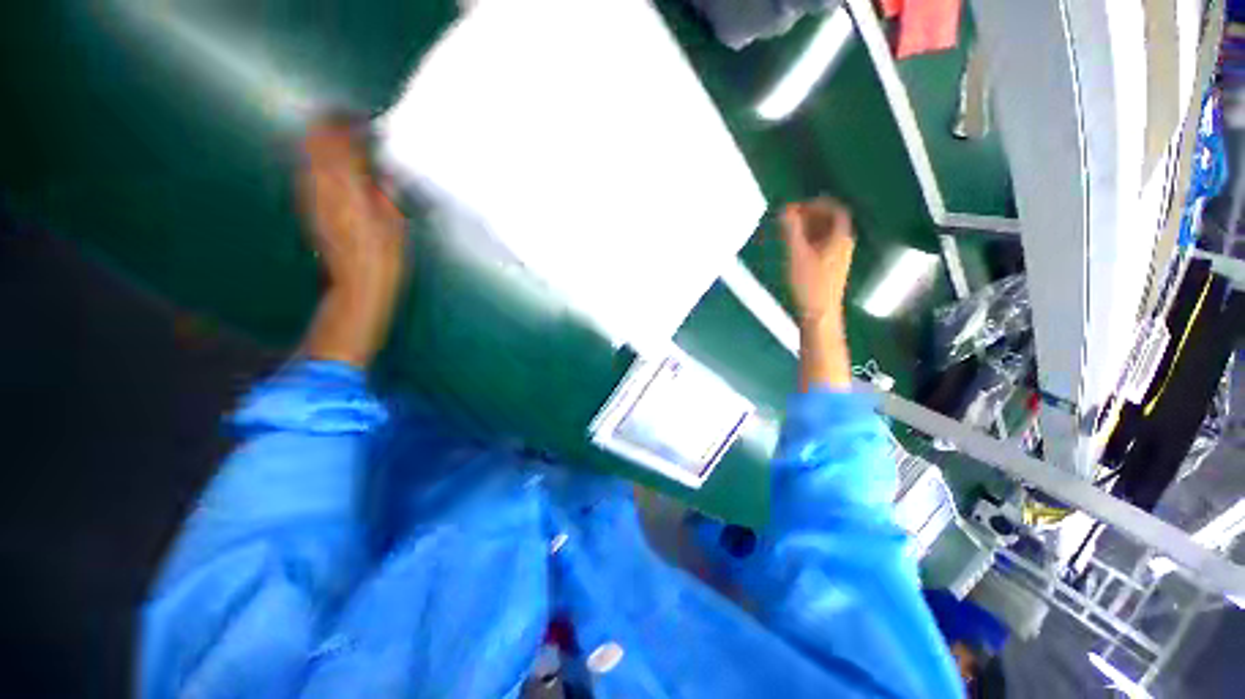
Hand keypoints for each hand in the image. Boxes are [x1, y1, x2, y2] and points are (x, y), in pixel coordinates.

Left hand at [301, 121, 405, 295]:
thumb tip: (383, 175)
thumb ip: (386, 196)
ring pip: (306, 155)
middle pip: (316, 144)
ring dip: (319, 140)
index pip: (341, 146)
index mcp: (349, 192)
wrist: (356, 285)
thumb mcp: (395, 227)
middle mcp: (324, 189)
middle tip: (344, 118)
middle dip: (328, 125)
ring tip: (336, 134)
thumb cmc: (383, 259)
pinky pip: (306, 172)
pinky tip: (326, 162)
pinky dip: (315, 159)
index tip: (364, 121)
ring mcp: (312, 198)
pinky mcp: (308, 208)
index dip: (350, 127)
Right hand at [782, 197, 854, 323]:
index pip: (835, 210)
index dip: (818, 204)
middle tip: (790, 216)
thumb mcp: (797, 254)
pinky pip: (823, 246)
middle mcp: (844, 244)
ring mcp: (839, 257)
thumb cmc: (809, 283)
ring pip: (826, 235)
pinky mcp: (831, 268)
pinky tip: (796, 247)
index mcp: (840, 237)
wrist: (819, 313)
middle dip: (811, 215)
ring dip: (809, 228)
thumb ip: (791, 230)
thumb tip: (785, 209)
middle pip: (831, 222)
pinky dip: (810, 240)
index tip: (799, 205)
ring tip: (789, 230)